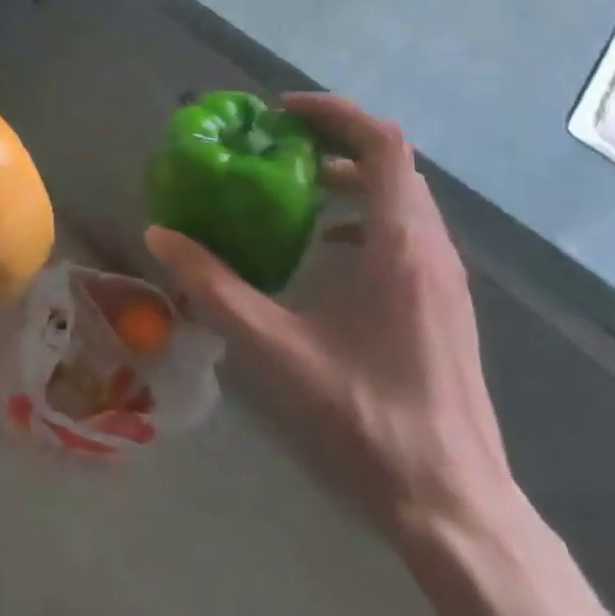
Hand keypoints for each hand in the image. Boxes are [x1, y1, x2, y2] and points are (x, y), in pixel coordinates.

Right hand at [146, 93, 514, 545]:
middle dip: (335, 138)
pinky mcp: (443, 300)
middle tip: (277, 143)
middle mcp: (431, 247)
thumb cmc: (367, 418)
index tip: (281, 114)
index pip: (382, 144)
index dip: (333, 114)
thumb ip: (214, 288)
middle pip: (392, 160)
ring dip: (352, 174)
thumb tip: (161, 235)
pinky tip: (328, 247)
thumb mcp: (277, 348)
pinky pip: (406, 228)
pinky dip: (365, 212)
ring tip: (295, 184)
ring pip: (402, 194)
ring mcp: (444, 275)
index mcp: (400, 244)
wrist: (453, 501)